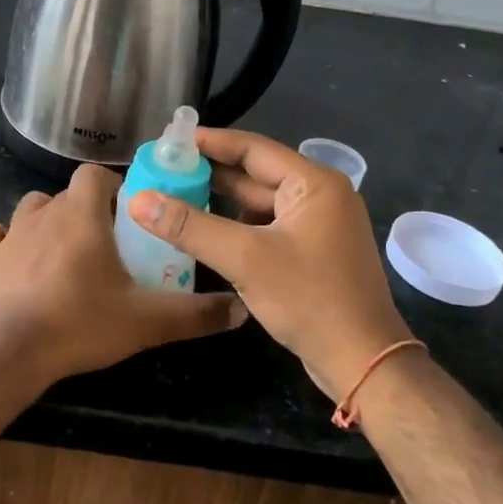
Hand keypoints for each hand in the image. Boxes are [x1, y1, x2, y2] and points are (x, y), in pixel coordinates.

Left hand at [0, 164, 247, 384]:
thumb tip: (240, 310)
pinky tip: (9, 259)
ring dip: (46, 222)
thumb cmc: (81, 322)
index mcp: (83, 213)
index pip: (95, 174)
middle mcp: (44, 212)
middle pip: (66, 194)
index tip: (127, 216)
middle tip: (104, 245)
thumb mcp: (147, 320)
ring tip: (62, 253)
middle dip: (85, 211)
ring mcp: (9, 233)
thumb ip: (195, 313)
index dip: (112, 188)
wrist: (12, 352)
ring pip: (30, 209)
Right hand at [129, 129, 409, 399]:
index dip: (211, 142)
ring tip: (176, 194)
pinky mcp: (313, 251)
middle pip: (256, 174)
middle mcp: (320, 195)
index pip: (253, 148)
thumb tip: (137, 199)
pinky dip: (236, 225)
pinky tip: (205, 230)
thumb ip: (190, 226)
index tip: (171, 140)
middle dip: (211, 172)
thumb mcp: (244, 259)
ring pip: (260, 202)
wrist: (364, 364)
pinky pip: (267, 225)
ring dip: (221, 200)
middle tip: (165, 168)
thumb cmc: (309, 299)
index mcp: (314, 183)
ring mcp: (319, 225)